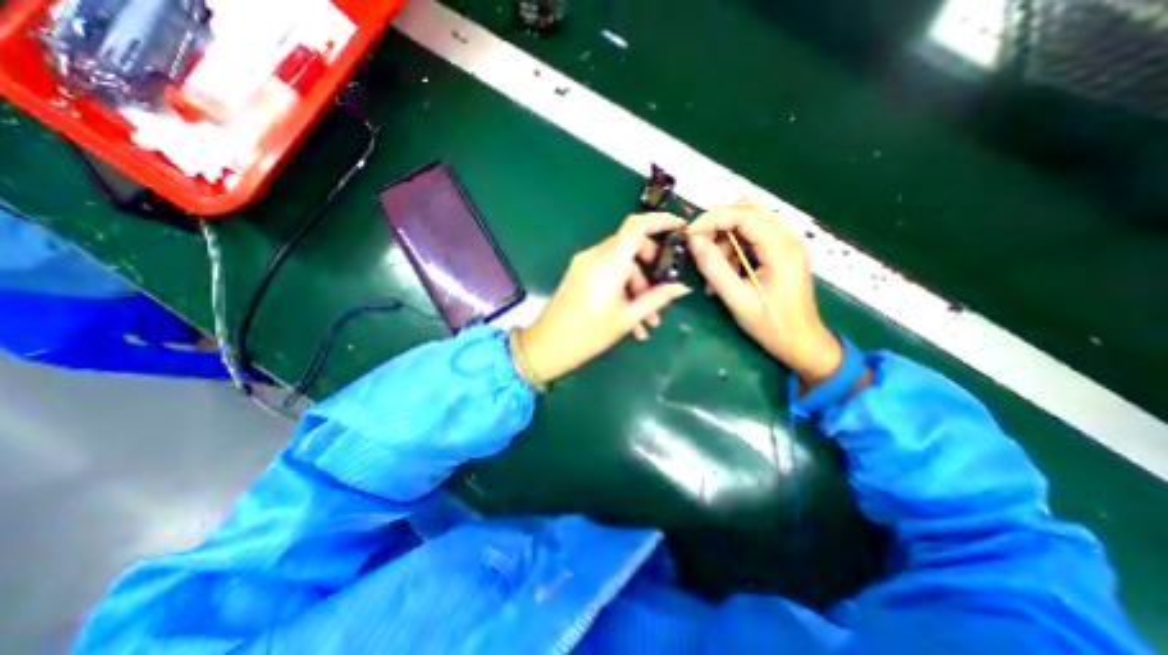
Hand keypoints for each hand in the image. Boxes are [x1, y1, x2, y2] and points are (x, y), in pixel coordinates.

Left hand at [520, 213, 690, 379]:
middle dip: (651, 268)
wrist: (547, 347)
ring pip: (621, 266)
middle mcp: (595, 256)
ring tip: (648, 322)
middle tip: (663, 290)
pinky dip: (622, 291)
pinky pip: (608, 275)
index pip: (636, 226)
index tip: (679, 228)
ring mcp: (585, 265)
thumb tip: (682, 287)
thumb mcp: (627, 318)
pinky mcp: (580, 275)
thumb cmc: (589, 334)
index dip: (660, 221)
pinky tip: (632, 322)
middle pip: (631, 247)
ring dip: (638, 289)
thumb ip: (657, 299)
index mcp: (608, 262)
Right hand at [686, 198, 838, 382]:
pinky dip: (734, 249)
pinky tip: (729, 272)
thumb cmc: (771, 325)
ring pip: (747, 224)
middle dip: (717, 226)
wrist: (802, 342)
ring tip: (717, 271)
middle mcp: (787, 238)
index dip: (712, 219)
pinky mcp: (781, 252)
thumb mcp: (737, 299)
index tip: (689, 235)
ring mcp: (785, 244)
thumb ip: (714, 268)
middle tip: (699, 248)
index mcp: (781, 248)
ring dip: (725, 241)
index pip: (744, 214)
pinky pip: (752, 238)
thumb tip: (693, 241)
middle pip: (747, 212)